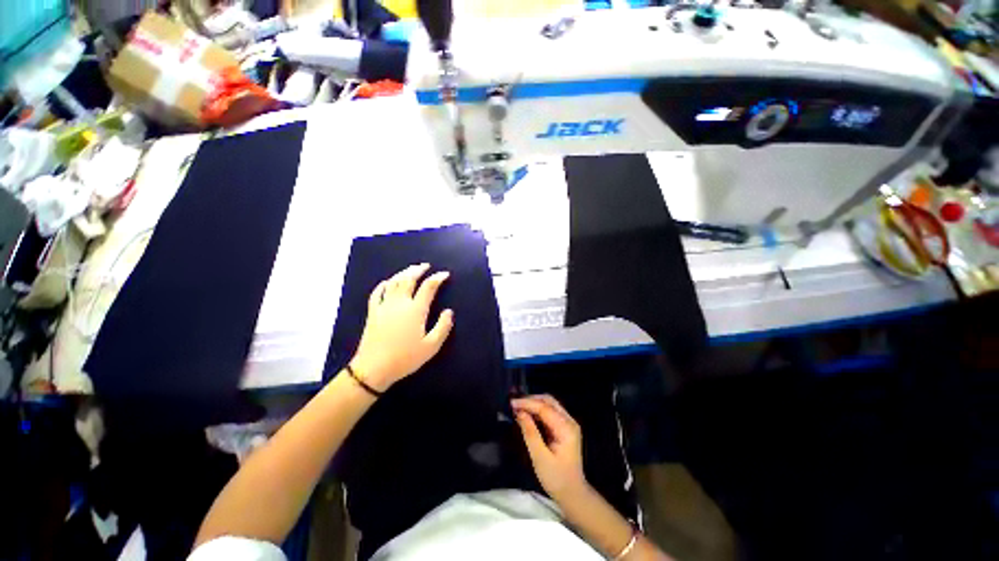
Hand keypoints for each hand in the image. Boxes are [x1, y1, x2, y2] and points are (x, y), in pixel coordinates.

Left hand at [349, 264, 453, 391]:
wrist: (374, 369)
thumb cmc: (405, 358)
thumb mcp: (431, 346)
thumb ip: (443, 327)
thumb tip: (449, 311)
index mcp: (416, 310)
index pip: (429, 287)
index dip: (438, 278)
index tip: (445, 274)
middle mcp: (400, 303)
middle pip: (409, 279)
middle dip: (418, 270)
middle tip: (426, 266)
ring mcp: (384, 306)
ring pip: (394, 282)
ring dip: (403, 273)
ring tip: (411, 269)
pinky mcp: (373, 312)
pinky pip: (377, 292)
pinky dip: (384, 284)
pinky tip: (388, 282)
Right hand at [512, 395, 588, 503]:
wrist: (573, 494)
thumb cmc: (556, 478)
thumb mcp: (540, 457)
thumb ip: (530, 433)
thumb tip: (520, 413)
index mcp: (566, 428)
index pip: (545, 408)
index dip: (527, 403)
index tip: (511, 403)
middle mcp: (569, 421)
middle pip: (549, 401)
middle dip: (531, 400)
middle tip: (514, 404)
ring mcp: (568, 423)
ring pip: (549, 404)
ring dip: (533, 403)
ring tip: (518, 408)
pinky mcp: (564, 427)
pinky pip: (549, 412)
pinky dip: (537, 410)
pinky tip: (527, 415)